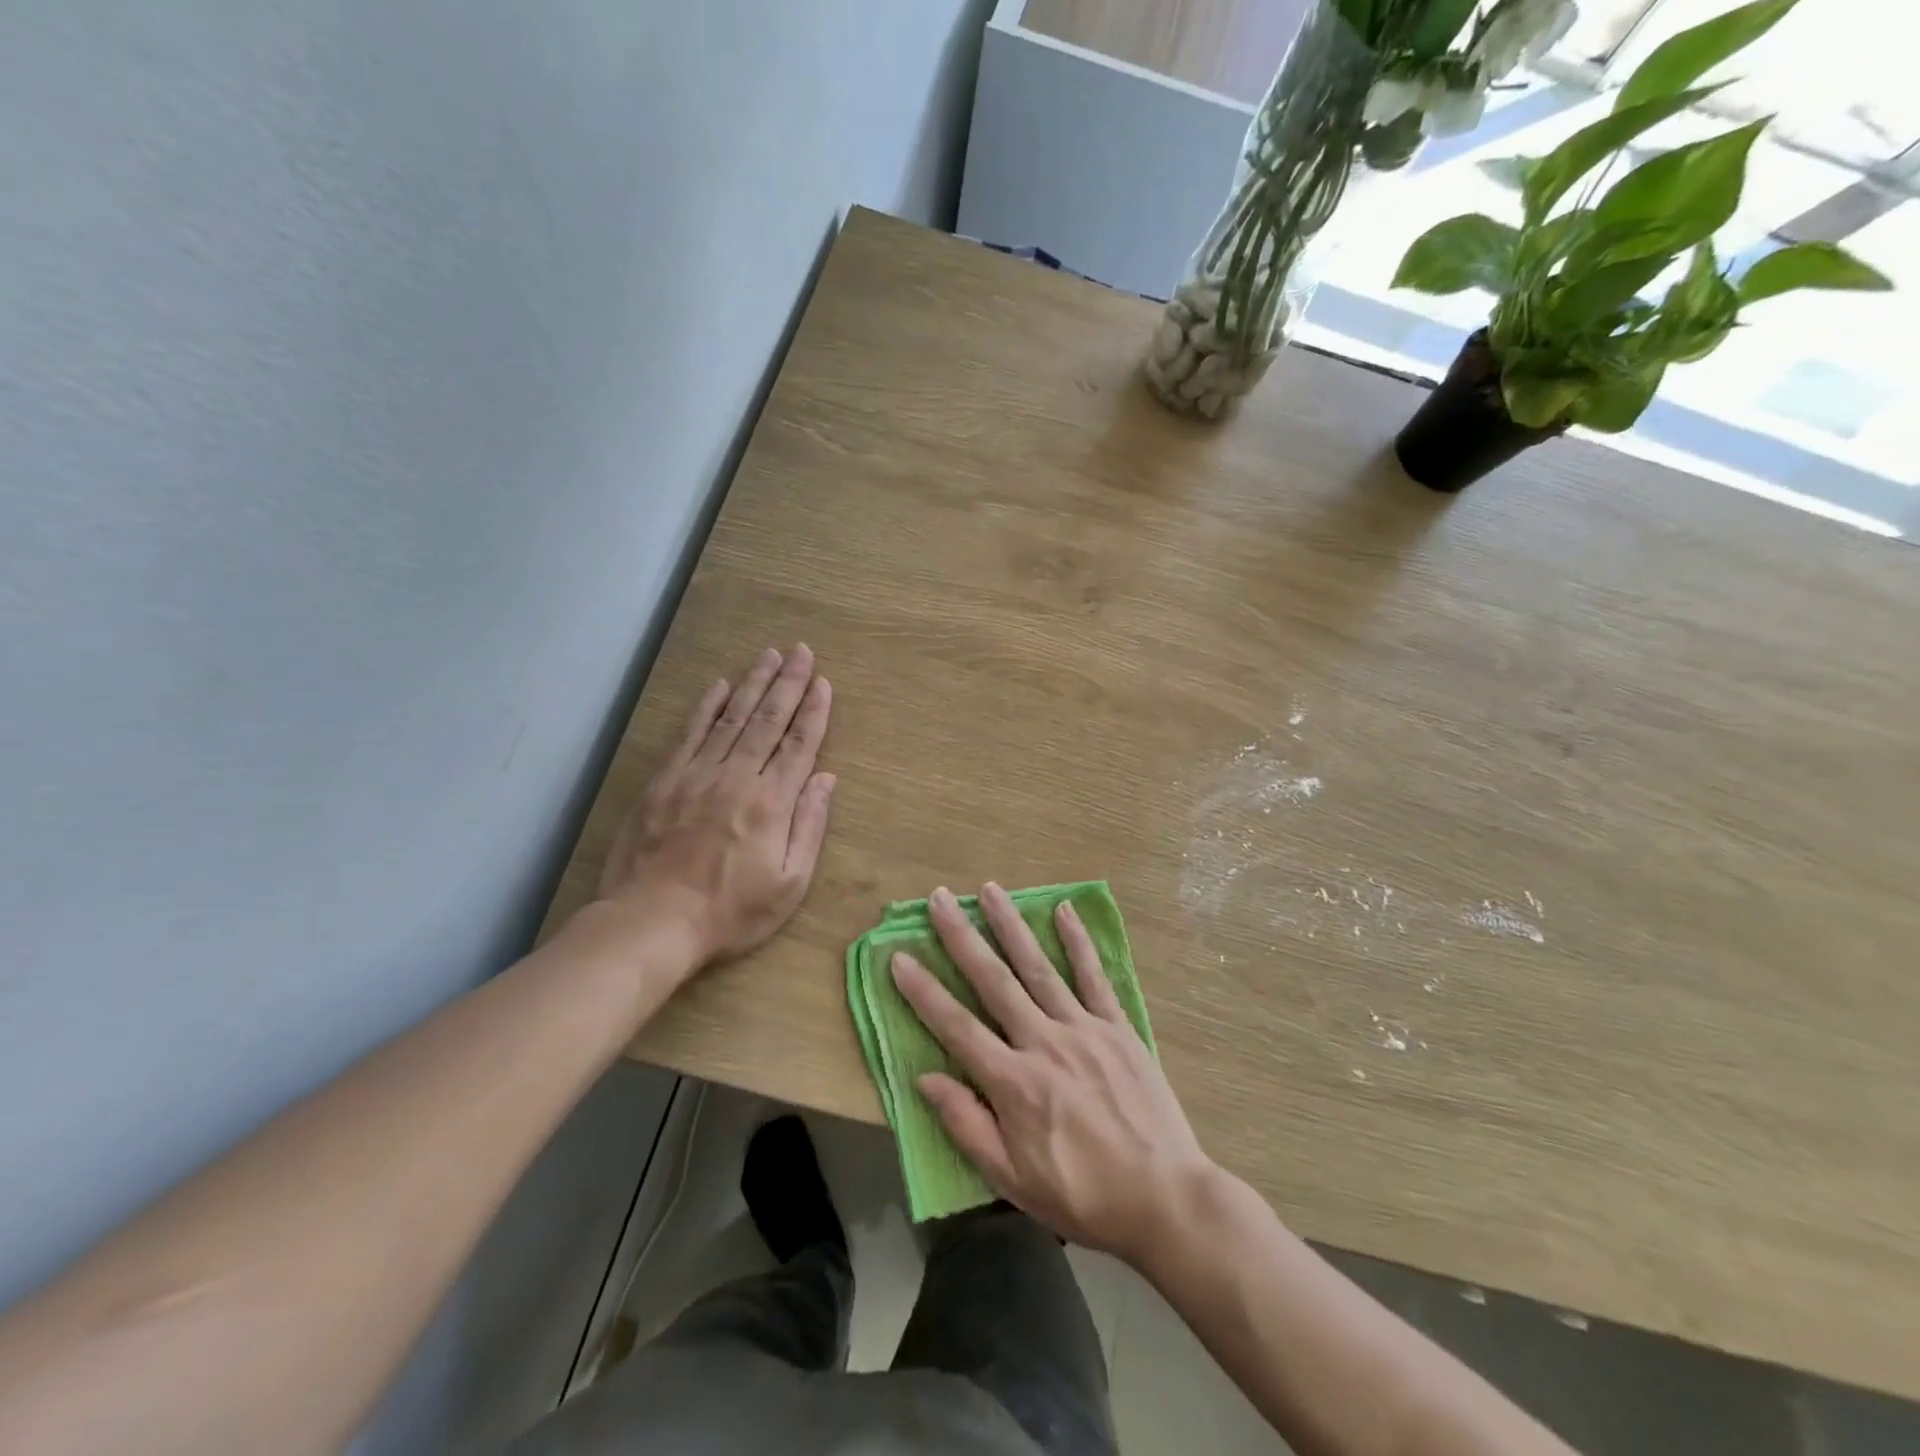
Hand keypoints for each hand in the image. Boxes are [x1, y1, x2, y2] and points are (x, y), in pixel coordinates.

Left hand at [597, 645, 834, 970]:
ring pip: (733, 717)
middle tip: (801, 651)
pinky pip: (691, 732)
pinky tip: (721, 684)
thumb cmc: (730, 911)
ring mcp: (698, 774)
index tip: (823, 681)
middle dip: (789, 683)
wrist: (652, 922)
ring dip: (754, 683)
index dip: (814, 711)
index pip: (800, 745)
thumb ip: (809, 826)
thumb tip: (825, 778)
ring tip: (770, 656)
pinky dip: (707, 705)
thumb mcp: (789, 884)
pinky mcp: (666, 780)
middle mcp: (738, 777)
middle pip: (769, 720)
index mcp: (772, 802)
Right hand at [891, 883, 1213, 1267]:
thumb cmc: (1081, 1195)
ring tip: (990, 890)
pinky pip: (1093, 977)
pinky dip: (1077, 942)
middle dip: (962, 938)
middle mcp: (1044, 1042)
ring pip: (1038, 967)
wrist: (1164, 1198)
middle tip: (940, 900)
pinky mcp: (1118, 1027)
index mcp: (1014, 1082)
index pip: (956, 1027)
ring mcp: (1084, 1029)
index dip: (924, 992)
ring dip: (1011, 926)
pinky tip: (1063, 911)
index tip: (899, 957)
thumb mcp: (1012, 1179)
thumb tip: (925, 1077)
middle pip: (994, 981)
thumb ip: (967, 1124)